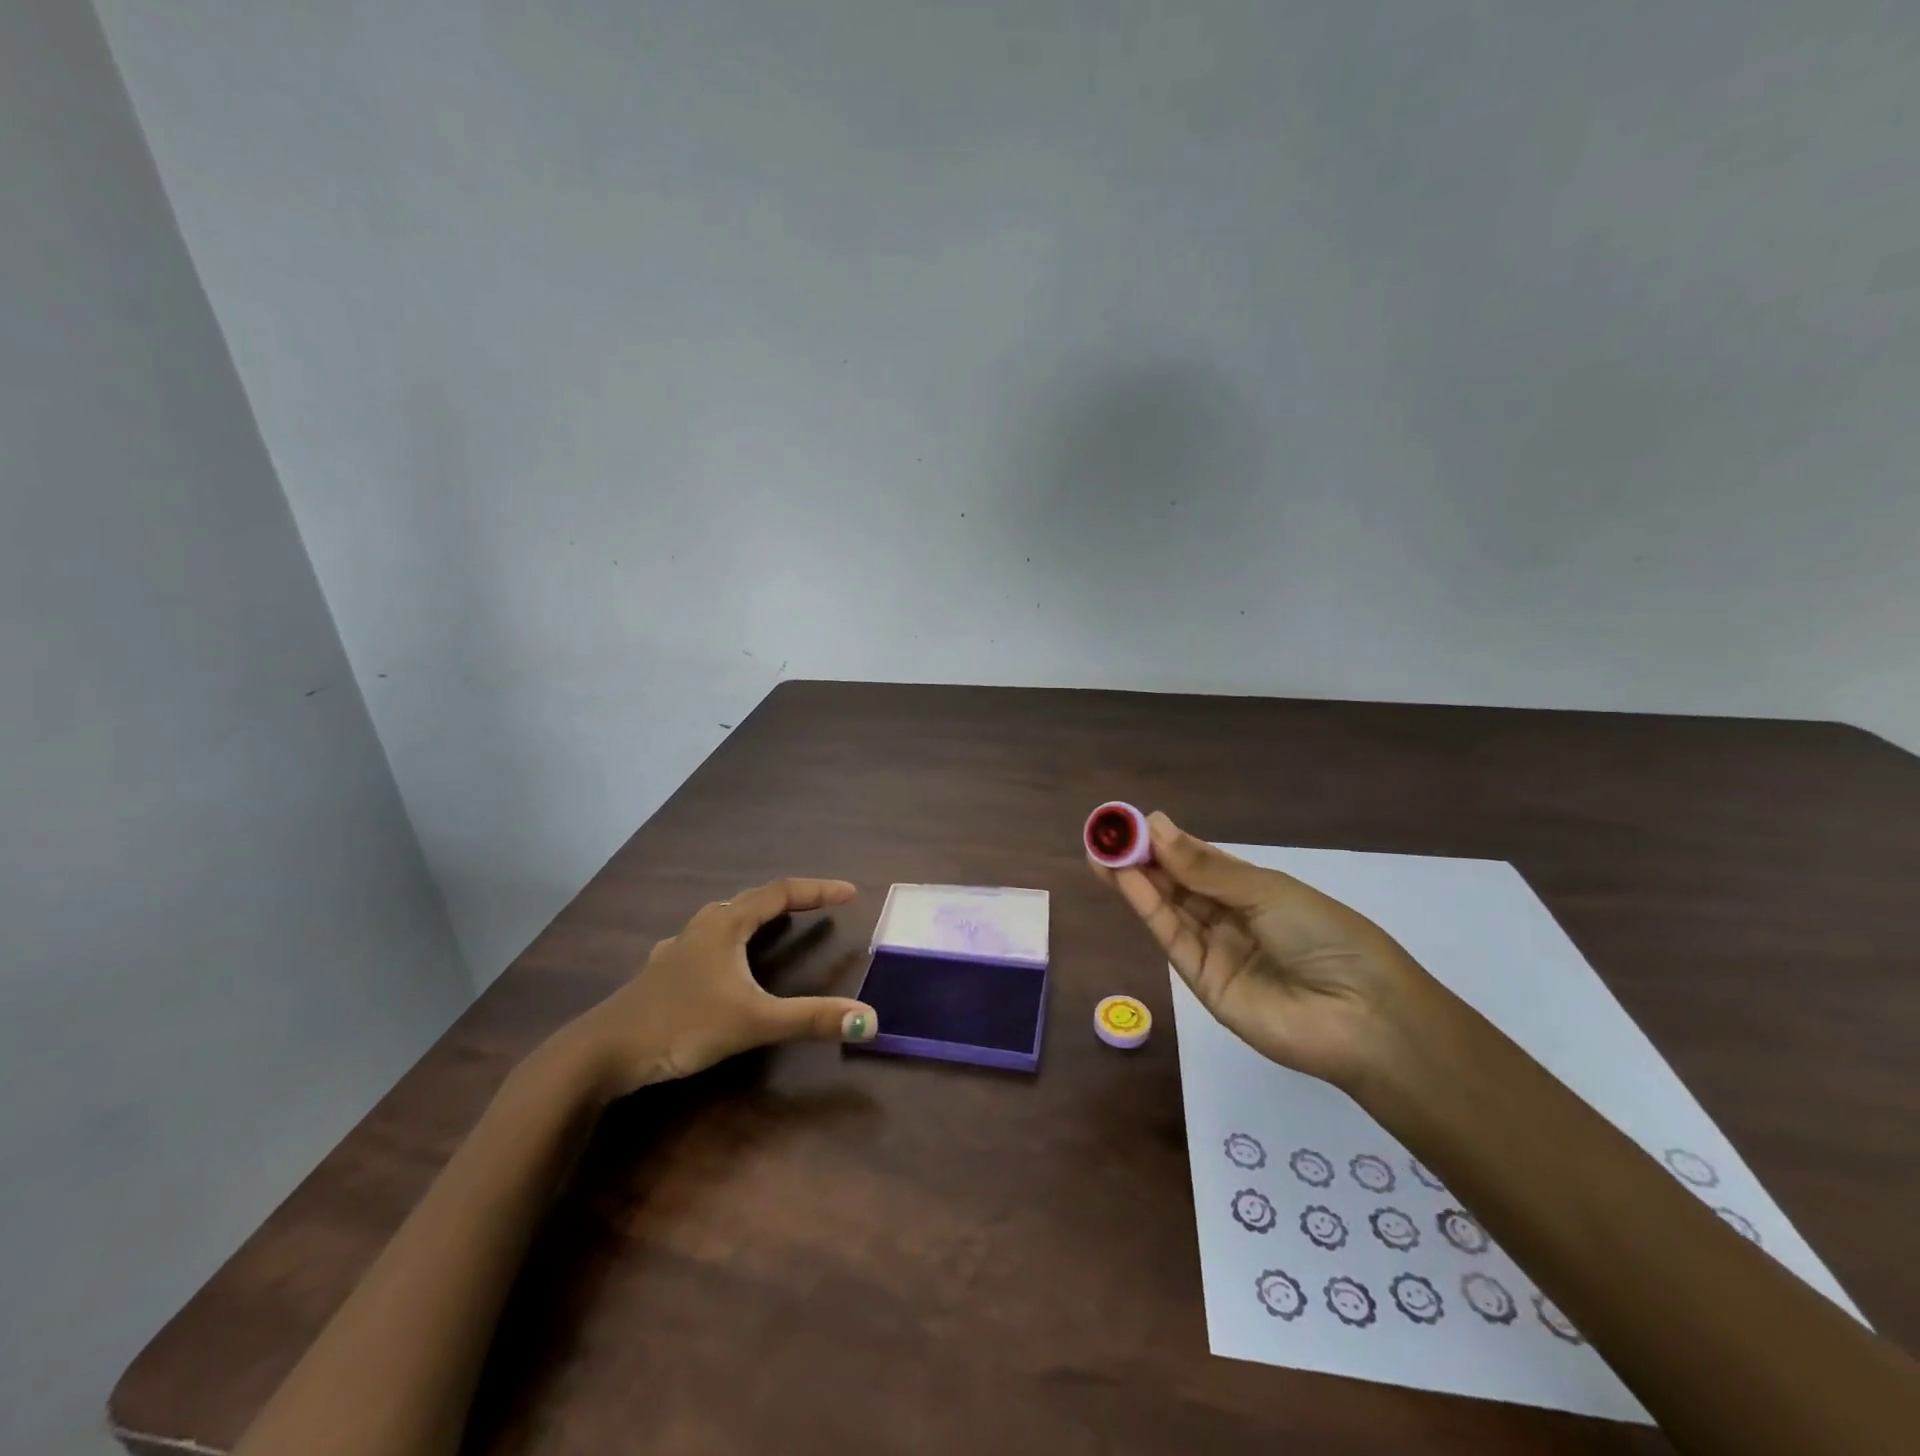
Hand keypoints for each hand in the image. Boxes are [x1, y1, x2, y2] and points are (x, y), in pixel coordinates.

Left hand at [564, 877, 878, 1095]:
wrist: (602, 1053)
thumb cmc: (682, 1025)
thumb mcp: (753, 1022)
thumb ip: (810, 1019)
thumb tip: (869, 1019)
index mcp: (726, 924)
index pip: (781, 892)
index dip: (817, 890)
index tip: (850, 892)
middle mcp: (703, 926)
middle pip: (753, 900)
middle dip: (789, 900)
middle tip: (819, 907)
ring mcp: (678, 948)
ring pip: (725, 919)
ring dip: (756, 917)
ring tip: (775, 925)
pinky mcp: (662, 973)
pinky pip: (705, 943)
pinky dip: (727, 942)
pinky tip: (718, 962)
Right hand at [1093, 813, 1440, 1088]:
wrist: (1361, 1017)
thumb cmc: (1325, 936)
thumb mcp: (1266, 890)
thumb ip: (1205, 866)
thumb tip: (1156, 825)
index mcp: (1255, 890)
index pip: (1201, 860)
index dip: (1167, 841)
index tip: (1132, 822)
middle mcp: (1231, 918)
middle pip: (1178, 883)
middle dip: (1142, 858)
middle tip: (1104, 834)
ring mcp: (1215, 950)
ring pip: (1169, 908)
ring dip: (1135, 880)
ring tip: (1100, 852)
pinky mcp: (1202, 982)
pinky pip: (1172, 937)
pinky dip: (1147, 907)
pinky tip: (1125, 880)